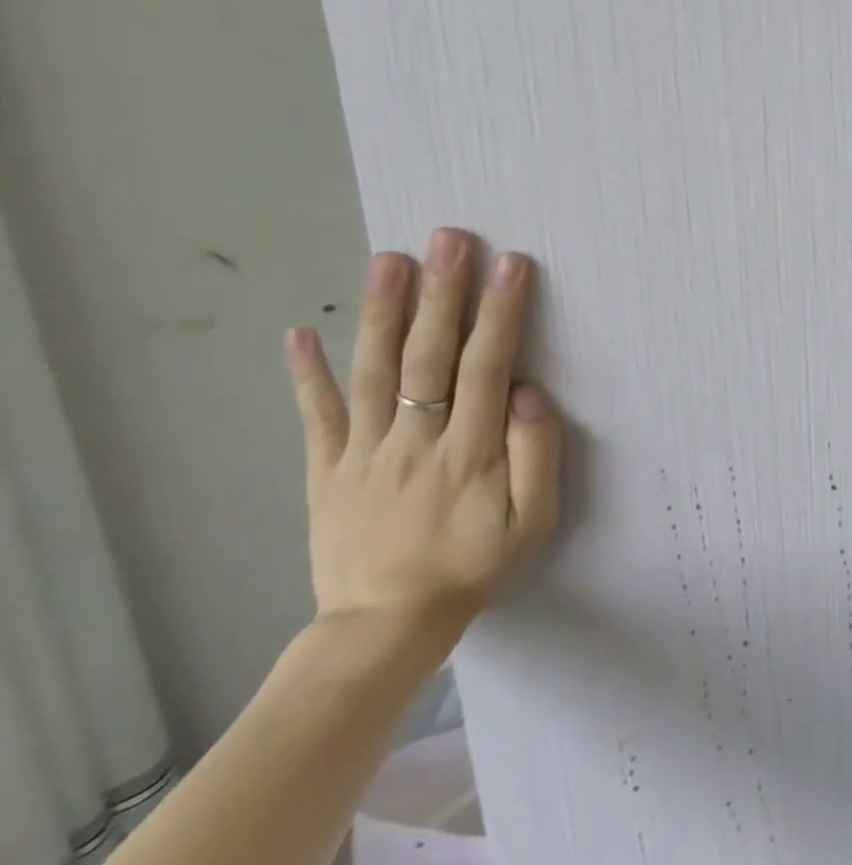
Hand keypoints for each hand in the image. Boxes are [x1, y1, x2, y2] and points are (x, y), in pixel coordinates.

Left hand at [284, 229, 561, 634]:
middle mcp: (415, 439)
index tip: (512, 264)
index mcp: (469, 451)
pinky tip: (300, 332)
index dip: (500, 312)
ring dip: (381, 312)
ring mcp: (364, 451)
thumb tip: (529, 394)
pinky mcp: (327, 468)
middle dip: (442, 293)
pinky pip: (317, 415)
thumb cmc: (473, 565)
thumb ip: (536, 455)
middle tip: (448, 239)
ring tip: (389, 259)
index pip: (487, 366)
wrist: (386, 625)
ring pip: (373, 372)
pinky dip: (306, 373)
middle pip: (428, 355)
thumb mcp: (532, 522)